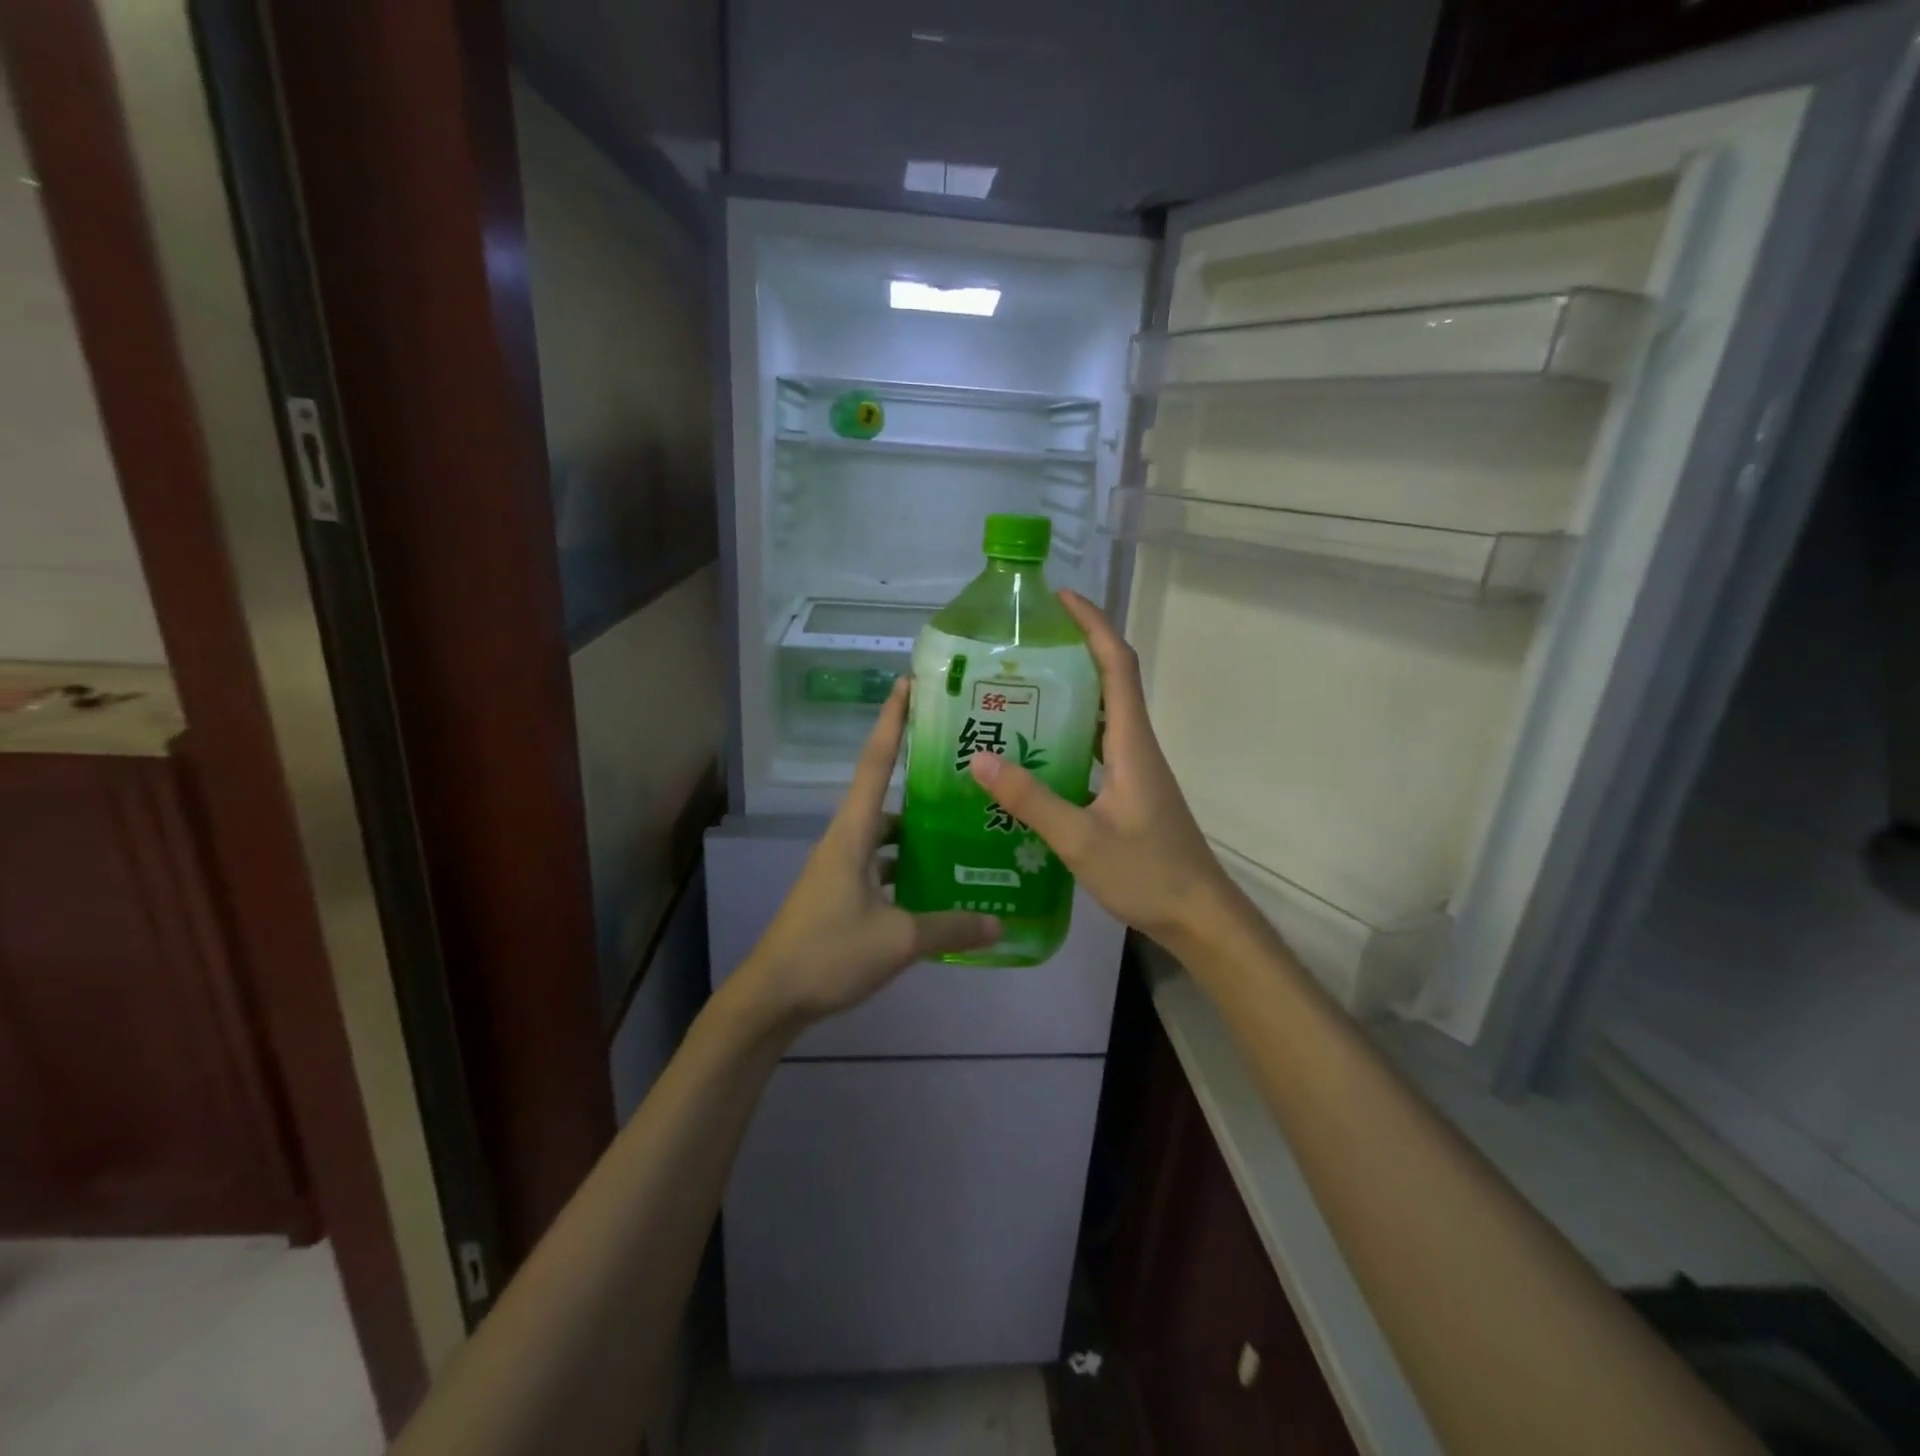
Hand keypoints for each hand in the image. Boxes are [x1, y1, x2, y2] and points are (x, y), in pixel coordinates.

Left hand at [729, 678, 1000, 1030]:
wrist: (771, 996)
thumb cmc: (829, 953)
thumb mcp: (898, 940)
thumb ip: (951, 927)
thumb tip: (1000, 924)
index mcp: (852, 833)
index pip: (874, 762)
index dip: (892, 721)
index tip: (909, 684)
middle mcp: (845, 840)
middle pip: (885, 795)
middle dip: (920, 778)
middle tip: (966, 770)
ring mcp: (841, 869)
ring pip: (887, 836)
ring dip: (919, 831)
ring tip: (967, 828)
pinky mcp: (842, 894)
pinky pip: (882, 866)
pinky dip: (909, 868)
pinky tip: (940, 884)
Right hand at [967, 591, 1241, 949]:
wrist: (1198, 916)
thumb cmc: (1148, 873)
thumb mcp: (1081, 839)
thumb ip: (1031, 800)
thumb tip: (980, 759)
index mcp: (1131, 744)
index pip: (1118, 665)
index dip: (1093, 625)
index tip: (1061, 598)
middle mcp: (1135, 747)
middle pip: (1111, 681)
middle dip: (1074, 651)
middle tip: (1022, 648)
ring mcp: (1135, 770)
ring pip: (1102, 717)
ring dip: (1070, 695)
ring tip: (1017, 692)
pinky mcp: (1129, 793)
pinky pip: (1096, 749)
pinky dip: (1068, 737)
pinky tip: (1033, 756)